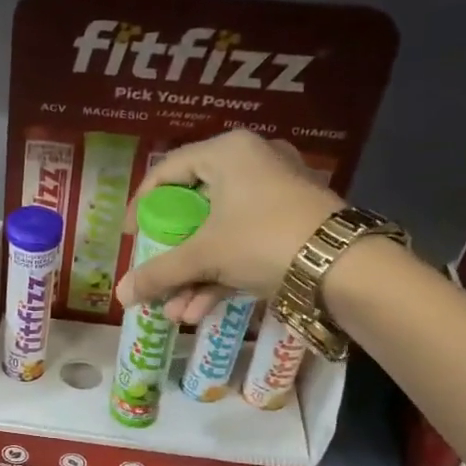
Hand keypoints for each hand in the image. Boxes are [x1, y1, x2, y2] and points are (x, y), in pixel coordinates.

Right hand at [115, 130, 345, 322]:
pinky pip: (243, 242)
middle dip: (171, 255)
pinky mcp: (291, 222)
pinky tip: (200, 311)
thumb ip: (159, 272)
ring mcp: (275, 193)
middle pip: (194, 208)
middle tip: (155, 276)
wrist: (344, 267)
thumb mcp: (204, 255)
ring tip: (176, 313)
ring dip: (193, 275)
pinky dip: (221, 274)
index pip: (167, 171)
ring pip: (219, 233)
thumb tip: (120, 295)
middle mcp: (251, 163)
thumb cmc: (262, 240)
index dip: (141, 205)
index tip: (130, 237)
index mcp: (227, 152)